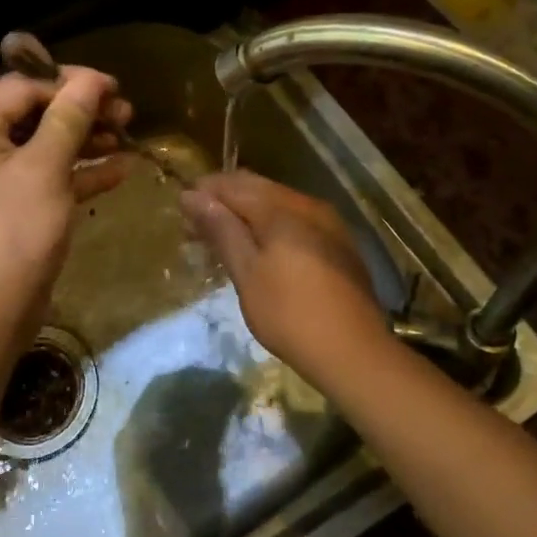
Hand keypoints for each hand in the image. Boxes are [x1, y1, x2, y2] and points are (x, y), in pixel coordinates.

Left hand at [0, 67, 133, 324]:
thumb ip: (68, 118)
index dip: (70, 83)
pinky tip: (121, 170)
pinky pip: (47, 176)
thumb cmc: (12, 231)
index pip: (22, 87)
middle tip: (126, 113)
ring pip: (45, 145)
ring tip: (129, 136)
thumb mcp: (44, 168)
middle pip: (35, 114)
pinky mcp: (12, 206)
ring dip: (86, 139)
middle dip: (82, 112)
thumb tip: (91, 79)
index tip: (114, 87)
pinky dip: (80, 172)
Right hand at [179, 170, 388, 367]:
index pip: (233, 184)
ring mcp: (328, 223)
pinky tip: (262, 249)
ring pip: (278, 203)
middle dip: (225, 200)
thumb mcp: (247, 273)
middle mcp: (307, 205)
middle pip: (257, 188)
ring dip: (248, 212)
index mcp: (282, 209)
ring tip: (225, 238)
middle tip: (197, 226)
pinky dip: (272, 225)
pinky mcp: (339, 244)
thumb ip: (221, 229)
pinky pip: (296, 219)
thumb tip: (192, 195)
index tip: (181, 211)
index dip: (204, 192)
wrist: (355, 352)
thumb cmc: (290, 314)